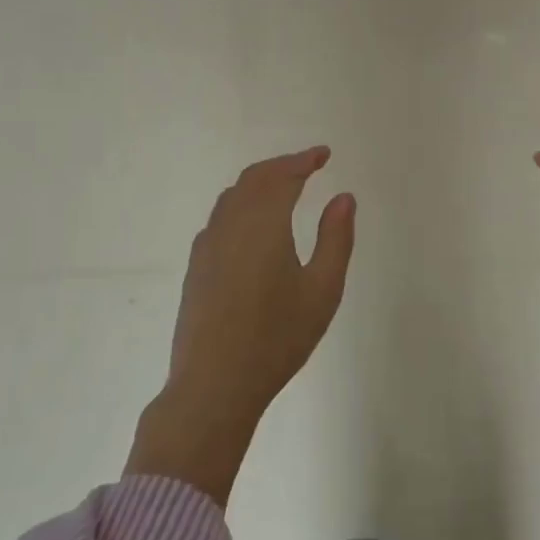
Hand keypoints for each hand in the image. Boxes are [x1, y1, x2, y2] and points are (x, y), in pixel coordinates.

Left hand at [126, 147, 355, 504]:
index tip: (324, 154)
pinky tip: (252, 224)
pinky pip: (220, 216)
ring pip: (233, 195)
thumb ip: (335, 238)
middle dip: (282, 165)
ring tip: (284, 188)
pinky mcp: (196, 265)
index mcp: (264, 222)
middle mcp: (231, 223)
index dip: (304, 160)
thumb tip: (344, 197)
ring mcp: (208, 243)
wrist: (213, 384)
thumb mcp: (322, 291)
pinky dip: (241, 203)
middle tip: (308, 166)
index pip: (284, 175)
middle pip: (255, 178)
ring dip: (260, 182)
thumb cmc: (276, 338)